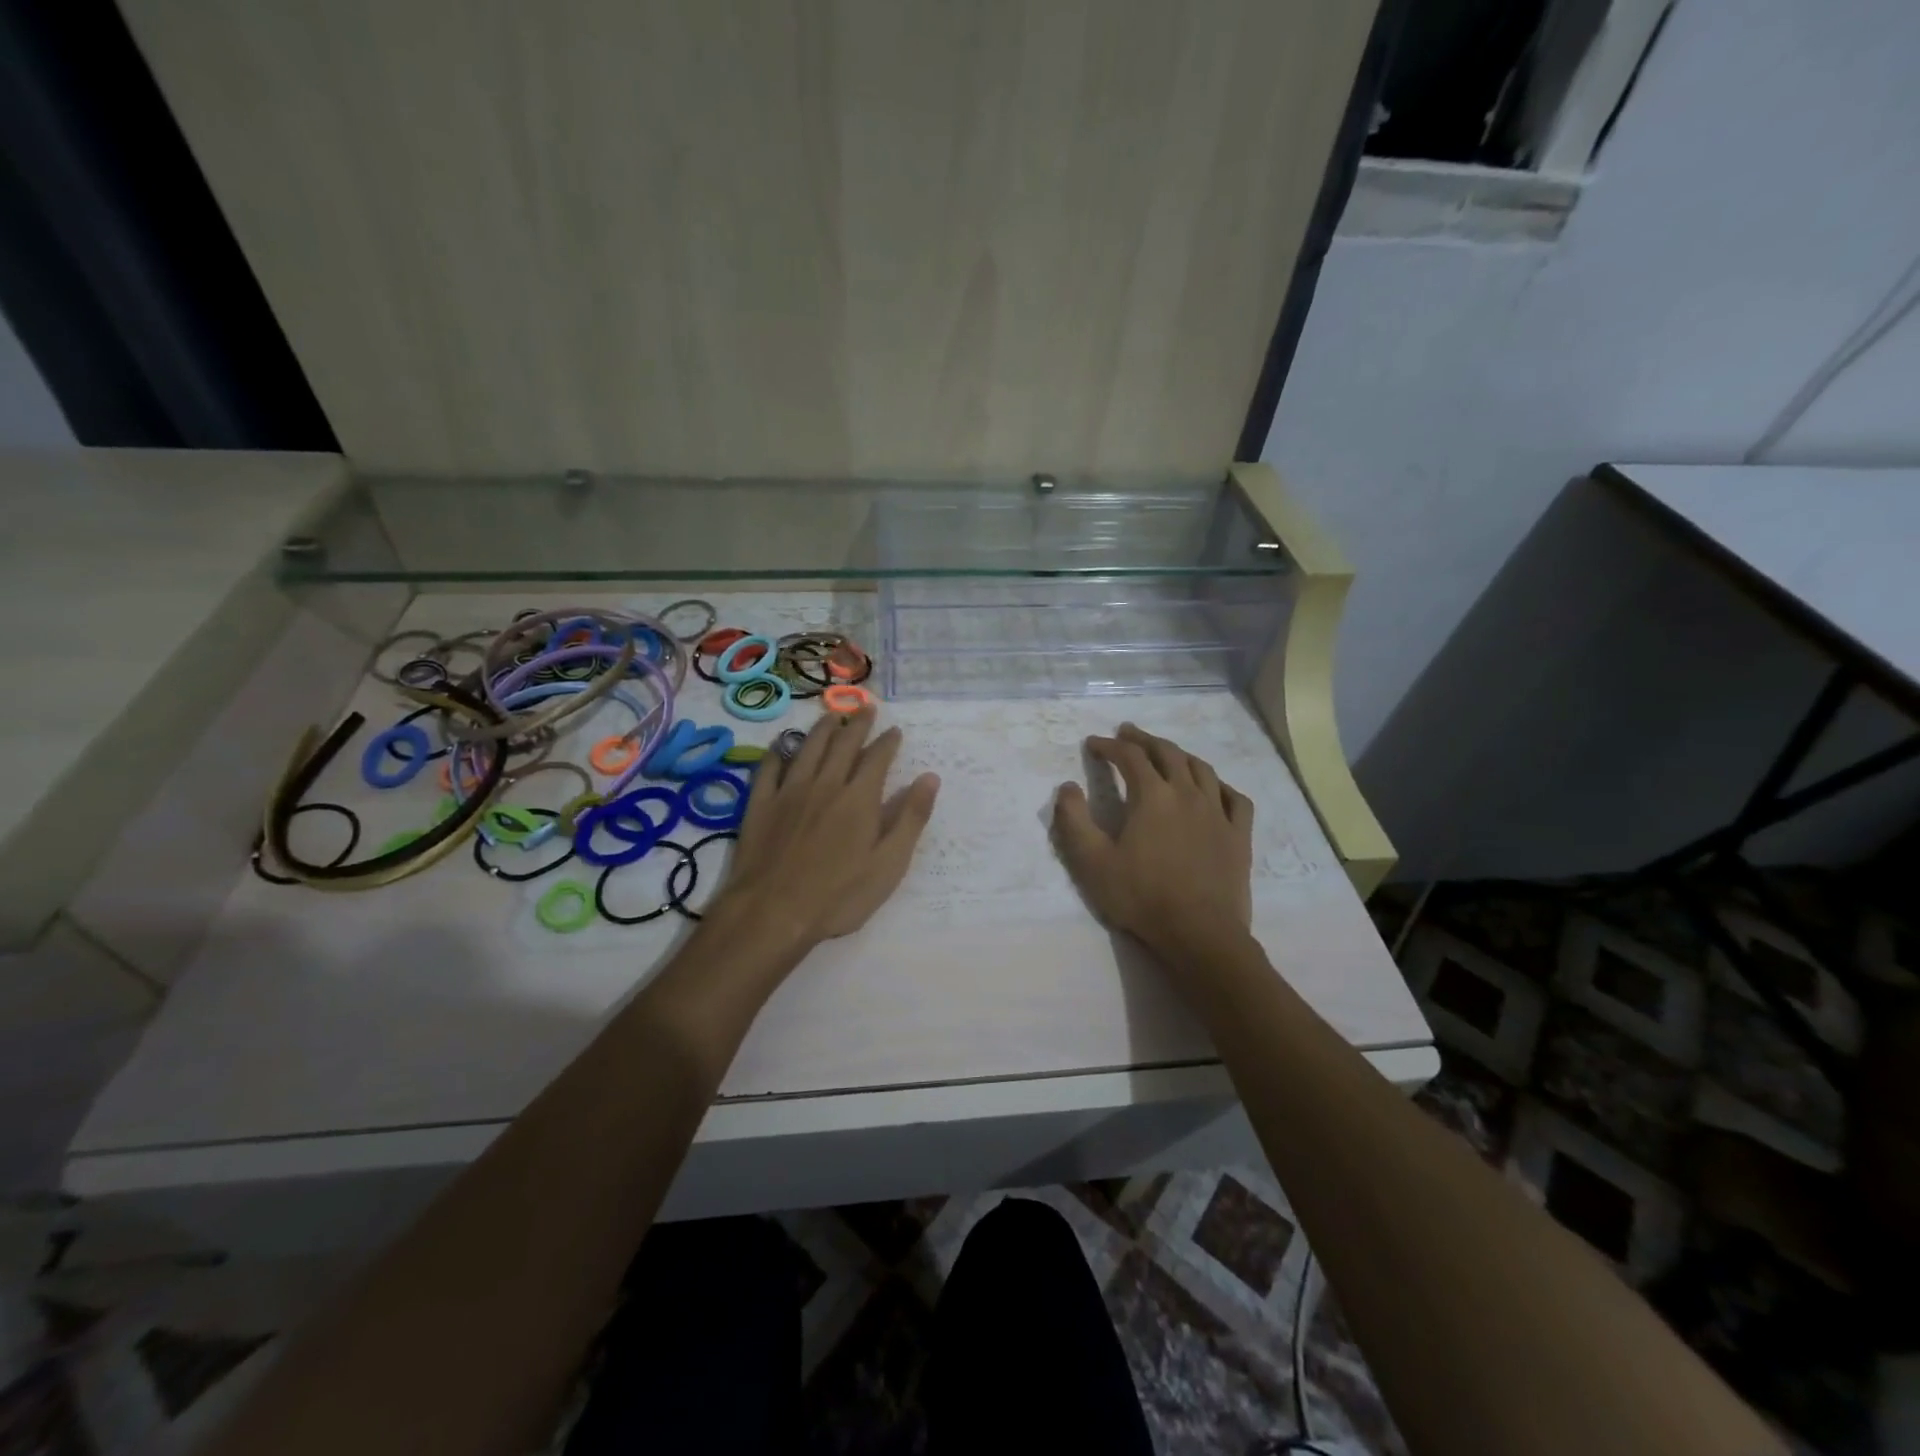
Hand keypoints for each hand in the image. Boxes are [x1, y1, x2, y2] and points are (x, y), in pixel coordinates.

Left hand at [713, 705, 939, 950]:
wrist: (773, 911)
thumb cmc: (840, 895)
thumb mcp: (889, 863)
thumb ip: (911, 818)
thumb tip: (930, 777)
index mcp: (859, 798)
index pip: (877, 758)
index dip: (888, 741)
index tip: (894, 730)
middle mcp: (825, 784)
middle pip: (843, 744)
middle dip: (857, 724)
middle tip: (865, 708)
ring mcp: (789, 791)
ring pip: (808, 748)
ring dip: (822, 728)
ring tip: (831, 715)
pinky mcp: (760, 804)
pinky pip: (769, 768)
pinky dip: (778, 752)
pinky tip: (782, 745)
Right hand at [1052, 722, 1253, 961]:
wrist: (1199, 933)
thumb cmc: (1141, 897)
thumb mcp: (1092, 862)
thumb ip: (1074, 820)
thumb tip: (1067, 787)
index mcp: (1152, 796)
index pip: (1129, 757)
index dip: (1109, 746)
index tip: (1094, 744)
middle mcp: (1187, 793)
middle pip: (1167, 753)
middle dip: (1144, 739)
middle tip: (1128, 733)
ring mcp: (1218, 813)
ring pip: (1201, 769)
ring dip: (1180, 755)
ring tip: (1167, 753)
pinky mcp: (1239, 835)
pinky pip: (1235, 798)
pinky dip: (1221, 786)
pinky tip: (1214, 788)